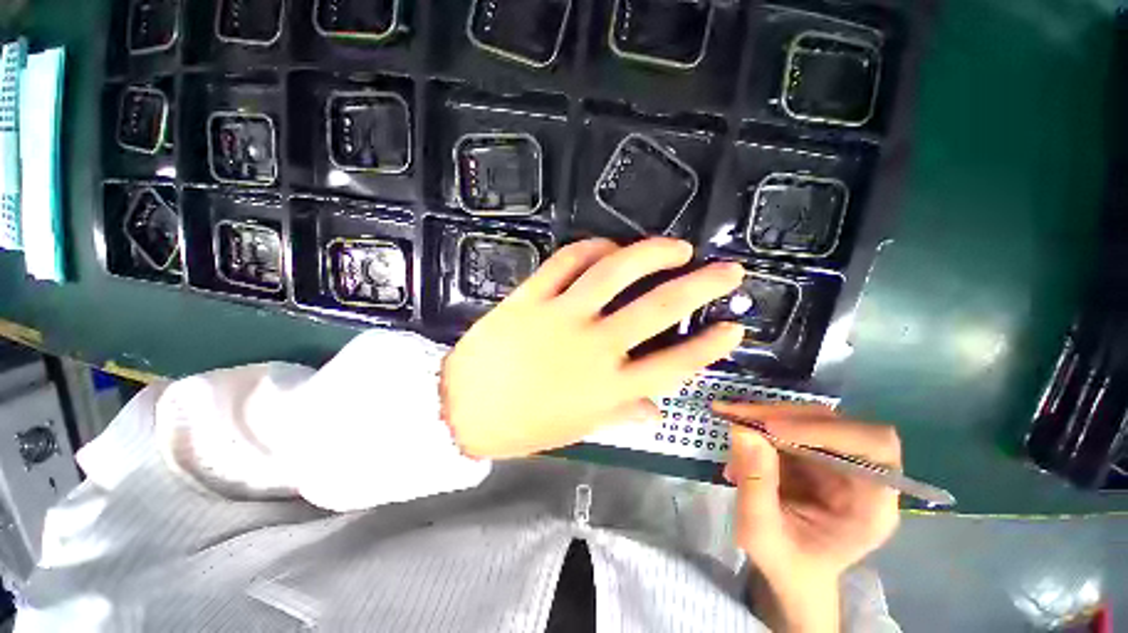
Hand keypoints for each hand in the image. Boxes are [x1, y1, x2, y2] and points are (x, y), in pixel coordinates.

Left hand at [441, 238, 743, 458]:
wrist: (461, 408)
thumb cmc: (522, 424)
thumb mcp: (578, 427)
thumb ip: (620, 411)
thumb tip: (656, 407)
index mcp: (607, 387)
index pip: (675, 364)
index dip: (710, 346)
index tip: (734, 327)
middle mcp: (593, 346)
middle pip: (658, 308)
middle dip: (701, 285)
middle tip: (727, 270)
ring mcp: (561, 315)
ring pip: (615, 271)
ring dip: (652, 253)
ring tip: (676, 247)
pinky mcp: (531, 296)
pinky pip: (567, 261)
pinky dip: (593, 247)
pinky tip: (609, 245)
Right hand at [716, 402, 901, 632]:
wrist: (792, 570)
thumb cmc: (785, 562)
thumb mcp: (760, 532)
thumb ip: (755, 483)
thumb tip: (743, 429)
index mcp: (871, 506)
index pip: (873, 446)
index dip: (825, 430)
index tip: (771, 429)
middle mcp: (864, 476)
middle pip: (835, 424)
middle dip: (782, 416)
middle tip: (735, 415)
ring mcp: (840, 460)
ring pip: (809, 418)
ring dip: (766, 416)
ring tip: (730, 422)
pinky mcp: (818, 452)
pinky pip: (792, 423)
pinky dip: (761, 423)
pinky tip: (739, 435)